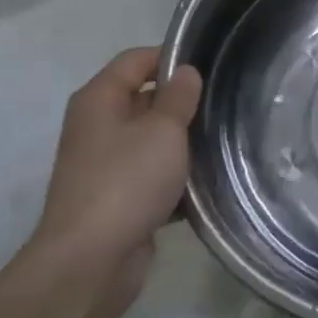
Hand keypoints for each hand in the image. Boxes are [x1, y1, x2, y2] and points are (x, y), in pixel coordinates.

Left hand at [27, 48, 202, 283]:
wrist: (92, 259)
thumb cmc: (127, 181)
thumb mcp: (162, 130)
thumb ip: (178, 98)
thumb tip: (185, 71)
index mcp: (99, 99)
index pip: (136, 60)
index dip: (170, 58)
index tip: (211, 67)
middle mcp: (98, 126)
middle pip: (144, 100)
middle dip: (183, 104)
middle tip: (225, 107)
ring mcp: (106, 164)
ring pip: (152, 141)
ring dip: (183, 144)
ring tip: (225, 143)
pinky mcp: (118, 198)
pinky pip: (153, 176)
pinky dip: (176, 179)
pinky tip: (208, 184)